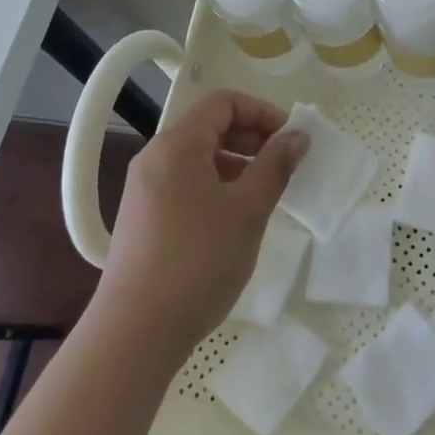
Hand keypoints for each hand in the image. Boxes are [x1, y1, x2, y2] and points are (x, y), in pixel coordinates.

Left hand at [93, 89, 308, 359]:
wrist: (136, 331)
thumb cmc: (199, 260)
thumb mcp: (247, 210)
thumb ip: (275, 166)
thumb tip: (298, 137)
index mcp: (177, 145)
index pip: (223, 102)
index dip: (262, 112)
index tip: (291, 138)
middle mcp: (155, 157)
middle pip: (209, 126)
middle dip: (251, 137)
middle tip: (284, 164)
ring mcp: (145, 189)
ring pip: (198, 157)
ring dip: (236, 163)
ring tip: (264, 192)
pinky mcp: (144, 217)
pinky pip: (185, 183)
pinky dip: (216, 185)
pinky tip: (235, 217)